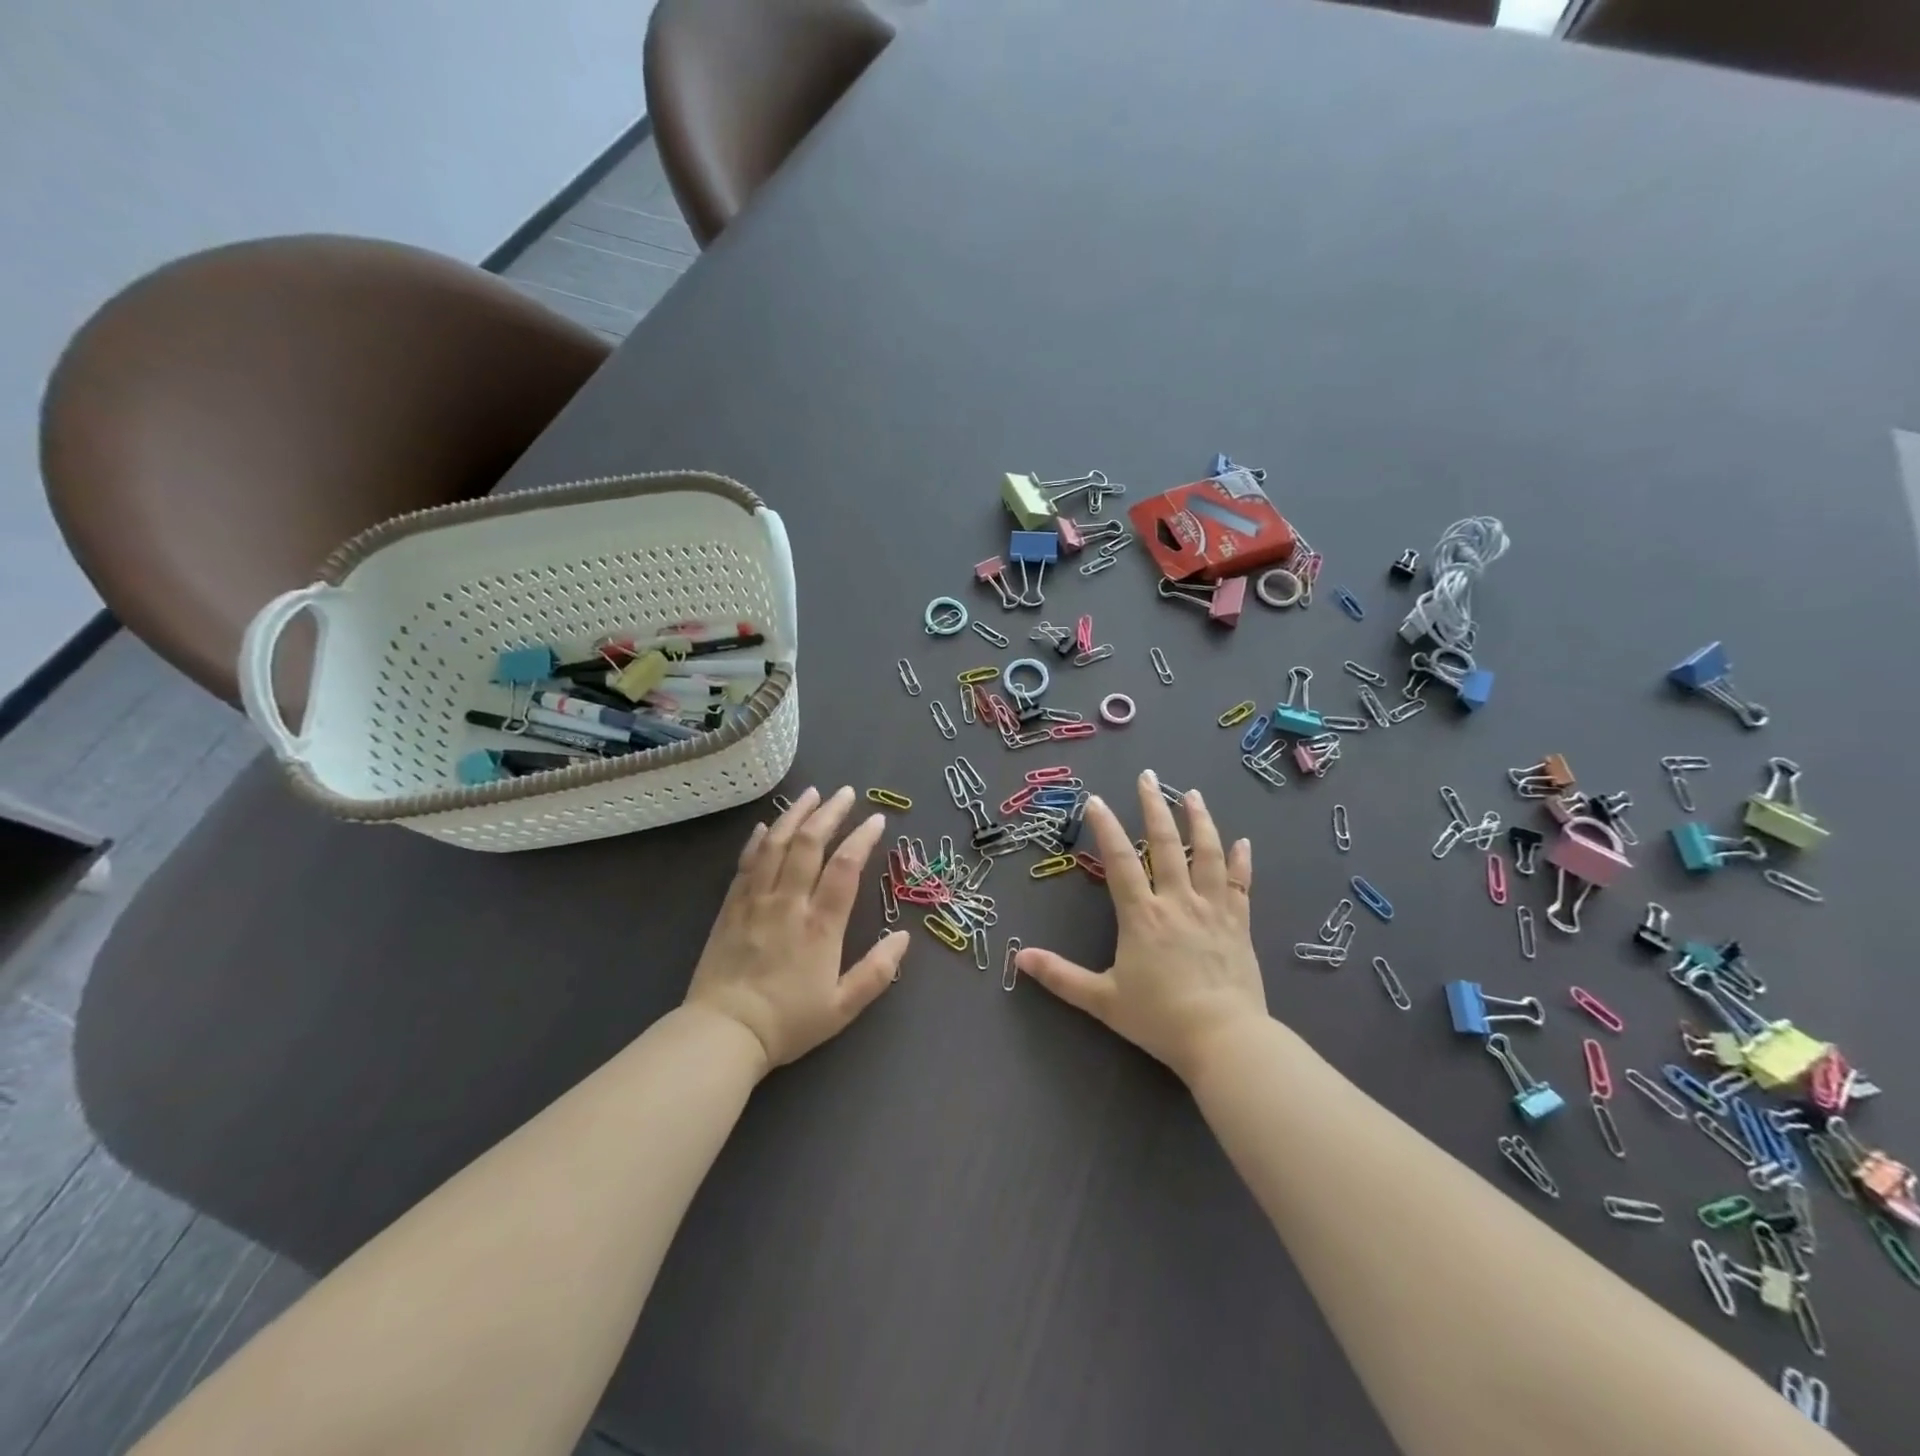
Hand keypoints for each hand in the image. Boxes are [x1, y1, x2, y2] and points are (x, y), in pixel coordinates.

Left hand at [685, 786, 906, 1071]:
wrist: (723, 1033)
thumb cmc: (788, 1022)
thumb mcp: (843, 1007)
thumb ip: (876, 971)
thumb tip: (904, 937)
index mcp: (820, 925)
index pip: (845, 868)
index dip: (862, 839)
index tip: (877, 820)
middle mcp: (788, 903)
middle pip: (809, 844)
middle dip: (830, 814)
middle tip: (845, 793)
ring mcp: (755, 901)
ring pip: (775, 845)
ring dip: (795, 815)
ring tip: (811, 794)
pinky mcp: (730, 907)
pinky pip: (746, 863)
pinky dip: (758, 840)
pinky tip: (766, 826)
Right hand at [1016, 770, 1265, 1080]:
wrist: (1225, 1040)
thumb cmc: (1160, 1019)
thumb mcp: (1103, 1000)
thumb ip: (1061, 977)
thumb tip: (1019, 958)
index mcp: (1142, 916)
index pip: (1120, 860)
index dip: (1106, 827)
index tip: (1096, 799)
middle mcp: (1177, 901)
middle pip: (1166, 844)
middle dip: (1154, 807)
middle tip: (1147, 777)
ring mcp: (1212, 909)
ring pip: (1206, 854)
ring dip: (1199, 821)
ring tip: (1191, 794)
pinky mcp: (1239, 924)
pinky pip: (1241, 885)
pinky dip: (1241, 861)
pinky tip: (1243, 841)